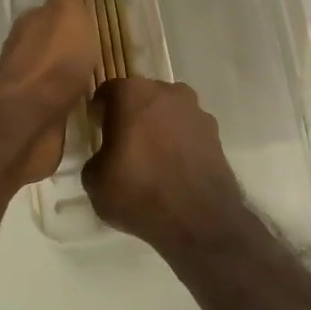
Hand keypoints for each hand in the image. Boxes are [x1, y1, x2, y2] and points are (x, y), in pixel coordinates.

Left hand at [0, 0, 100, 184]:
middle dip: (74, 44)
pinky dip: (73, 99)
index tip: (93, 17)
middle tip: (105, 46)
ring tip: (103, 75)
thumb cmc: (53, 60)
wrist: (28, 120)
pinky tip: (91, 103)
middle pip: (54, 43)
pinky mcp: (41, 117)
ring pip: (57, 74)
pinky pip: (62, 102)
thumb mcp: (66, 14)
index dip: (71, 13)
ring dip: (73, 73)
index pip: (52, 12)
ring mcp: (32, 87)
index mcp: (33, 25)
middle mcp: (28, 53)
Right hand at [82, 77, 245, 253]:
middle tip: (122, 143)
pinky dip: (179, 142)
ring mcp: (195, 110)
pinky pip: (188, 130)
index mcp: (132, 93)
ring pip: (168, 111)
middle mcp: (167, 91)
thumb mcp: (95, 181)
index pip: (107, 91)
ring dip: (158, 126)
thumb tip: (107, 157)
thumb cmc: (139, 192)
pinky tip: (173, 167)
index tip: (97, 130)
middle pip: (141, 97)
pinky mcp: (215, 132)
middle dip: (131, 114)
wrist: (199, 218)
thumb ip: (96, 158)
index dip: (99, 110)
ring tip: (151, 157)